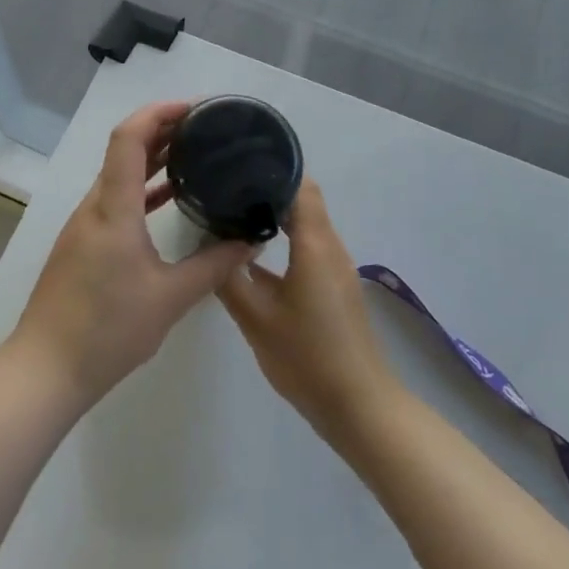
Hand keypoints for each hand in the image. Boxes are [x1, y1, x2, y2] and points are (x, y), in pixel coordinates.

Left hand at [9, 101, 257, 411]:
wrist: (47, 368)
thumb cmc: (108, 330)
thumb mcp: (171, 298)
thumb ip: (213, 266)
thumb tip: (250, 240)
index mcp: (113, 208)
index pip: (128, 138)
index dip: (158, 113)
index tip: (194, 109)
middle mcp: (95, 205)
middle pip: (124, 149)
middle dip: (162, 129)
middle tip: (205, 127)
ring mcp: (85, 224)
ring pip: (119, 174)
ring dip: (152, 158)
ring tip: (193, 153)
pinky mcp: (83, 243)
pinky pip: (115, 199)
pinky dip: (141, 188)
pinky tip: (169, 198)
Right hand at [216, 180, 399, 446]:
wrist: (358, 407)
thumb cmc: (308, 357)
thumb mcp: (256, 318)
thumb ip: (229, 277)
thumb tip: (209, 242)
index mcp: (315, 244)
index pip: (299, 184)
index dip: (272, 167)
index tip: (237, 161)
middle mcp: (329, 247)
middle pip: (302, 199)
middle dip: (267, 186)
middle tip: (226, 183)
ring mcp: (334, 268)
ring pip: (305, 224)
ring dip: (274, 213)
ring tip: (232, 209)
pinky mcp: (332, 288)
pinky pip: (307, 247)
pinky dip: (283, 239)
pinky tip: (251, 253)